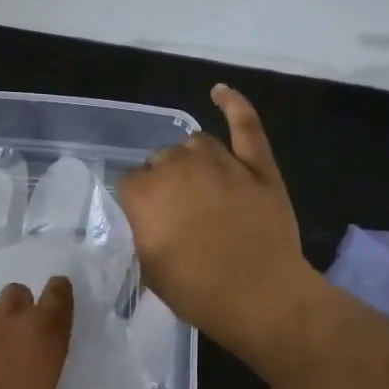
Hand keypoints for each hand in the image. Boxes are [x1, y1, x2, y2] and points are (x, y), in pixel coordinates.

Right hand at [118, 84, 312, 354]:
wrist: (260, 296)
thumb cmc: (197, 291)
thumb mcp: (150, 268)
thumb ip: (144, 232)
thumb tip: (148, 217)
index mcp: (146, 194)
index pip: (129, 181)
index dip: (135, 200)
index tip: (144, 220)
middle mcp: (179, 168)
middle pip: (161, 159)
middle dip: (162, 179)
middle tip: (172, 209)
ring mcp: (222, 162)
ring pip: (195, 143)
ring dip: (189, 157)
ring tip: (194, 179)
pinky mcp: (257, 166)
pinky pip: (245, 125)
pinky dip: (233, 104)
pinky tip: (220, 92)